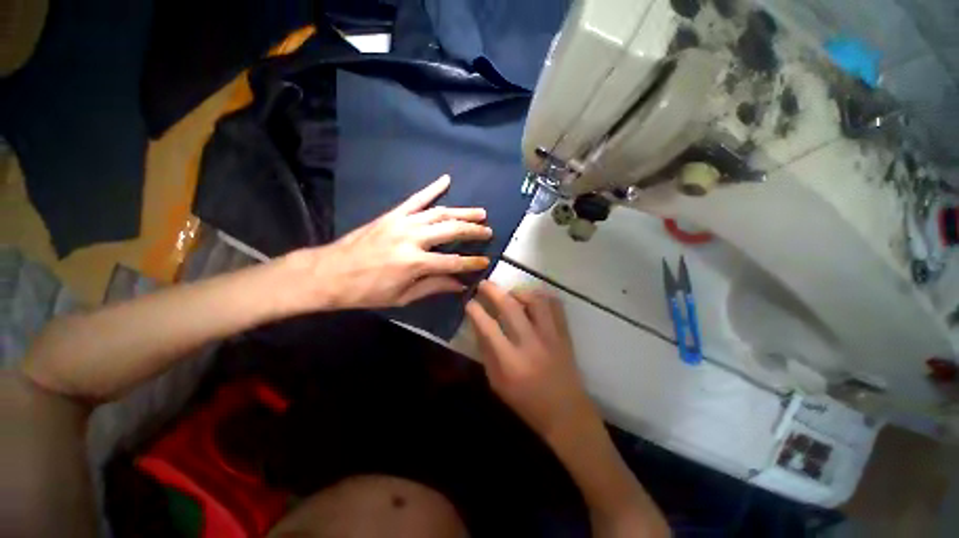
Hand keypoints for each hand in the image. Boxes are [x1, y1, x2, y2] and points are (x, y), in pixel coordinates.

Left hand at [286, 175, 492, 310]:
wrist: (330, 272)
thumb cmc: (367, 291)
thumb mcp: (402, 296)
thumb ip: (433, 287)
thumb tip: (460, 284)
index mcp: (414, 263)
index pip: (452, 262)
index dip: (471, 263)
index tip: (485, 261)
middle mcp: (412, 239)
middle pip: (450, 230)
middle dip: (473, 231)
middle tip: (488, 231)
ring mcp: (402, 223)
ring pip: (439, 213)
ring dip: (462, 212)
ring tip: (479, 212)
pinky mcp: (392, 214)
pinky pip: (416, 199)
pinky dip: (432, 189)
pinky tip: (446, 179)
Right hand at [465, 281, 601, 443]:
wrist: (566, 413)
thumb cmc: (526, 402)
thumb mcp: (497, 383)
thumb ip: (487, 352)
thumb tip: (479, 325)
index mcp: (510, 361)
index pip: (488, 327)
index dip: (475, 310)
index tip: (469, 302)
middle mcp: (531, 343)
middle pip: (510, 306)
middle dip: (493, 290)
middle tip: (484, 284)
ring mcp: (551, 336)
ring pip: (535, 300)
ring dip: (519, 291)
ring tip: (511, 294)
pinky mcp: (565, 333)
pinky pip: (555, 305)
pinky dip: (542, 297)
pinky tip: (533, 300)